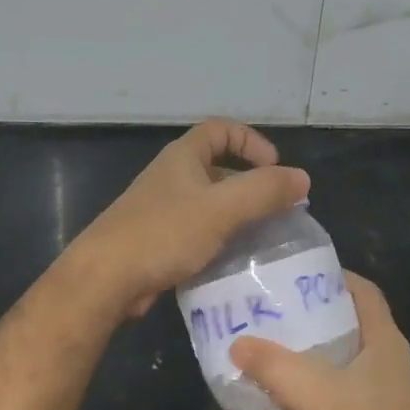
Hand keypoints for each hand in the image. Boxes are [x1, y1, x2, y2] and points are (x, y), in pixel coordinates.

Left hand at [73, 118, 310, 318]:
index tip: (274, 167)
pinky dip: (220, 241)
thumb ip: (264, 191)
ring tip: (264, 239)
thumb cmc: (164, 233)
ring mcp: (162, 211)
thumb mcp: (222, 208)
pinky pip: (198, 234)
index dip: (251, 141)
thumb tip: (303, 179)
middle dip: (250, 185)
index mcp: (183, 158)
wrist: (106, 279)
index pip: (221, 130)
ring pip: (210, 206)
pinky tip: (235, 263)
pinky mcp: (159, 243)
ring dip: (238, 217)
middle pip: (218, 169)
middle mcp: (171, 178)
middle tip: (278, 210)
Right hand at [229, 273, 409, 409]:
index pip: (362, 291)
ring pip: (324, 368)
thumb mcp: (318, 395)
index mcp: (380, 340)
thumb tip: (236, 343)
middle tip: (260, 313)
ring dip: (290, 368)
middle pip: (336, 326)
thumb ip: (275, 367)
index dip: (333, 275)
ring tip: (251, 362)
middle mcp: (377, 361)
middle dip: (299, 321)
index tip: (293, 272)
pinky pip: (318, 406)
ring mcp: (368, 395)